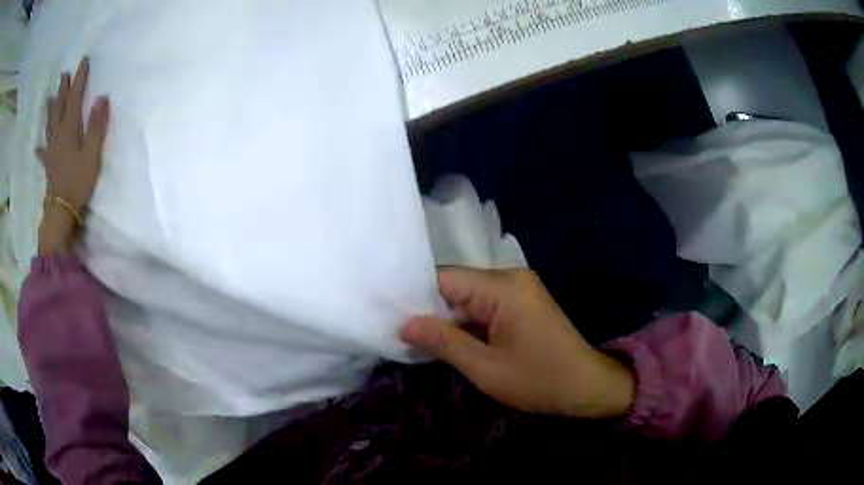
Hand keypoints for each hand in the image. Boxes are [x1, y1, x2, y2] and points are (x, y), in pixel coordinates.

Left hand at [36, 57, 109, 254]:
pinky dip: (41, 146)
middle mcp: (58, 135)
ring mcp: (52, 150)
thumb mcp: (92, 154)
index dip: (80, 78)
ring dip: (50, 109)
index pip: (75, 97)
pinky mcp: (49, 165)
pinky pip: (43, 151)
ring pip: (50, 124)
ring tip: (49, 98)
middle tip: (64, 74)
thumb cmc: (78, 183)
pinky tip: (38, 146)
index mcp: (70, 129)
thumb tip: (102, 97)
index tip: (84, 60)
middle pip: (60, 107)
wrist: (61, 213)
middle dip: (62, 90)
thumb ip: (97, 126)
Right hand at [401, 268, 634, 418]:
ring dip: (449, 321)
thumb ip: (443, 342)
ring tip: (418, 341)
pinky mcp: (522, 303)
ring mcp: (519, 289)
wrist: (587, 386)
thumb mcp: (485, 367)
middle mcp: (510, 277)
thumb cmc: (539, 380)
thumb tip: (403, 323)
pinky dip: (467, 324)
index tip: (390, 317)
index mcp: (503, 287)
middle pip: (456, 286)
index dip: (415, 297)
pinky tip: (450, 342)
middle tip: (401, 334)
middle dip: (431, 312)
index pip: (445, 279)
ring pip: (468, 298)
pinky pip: (484, 306)